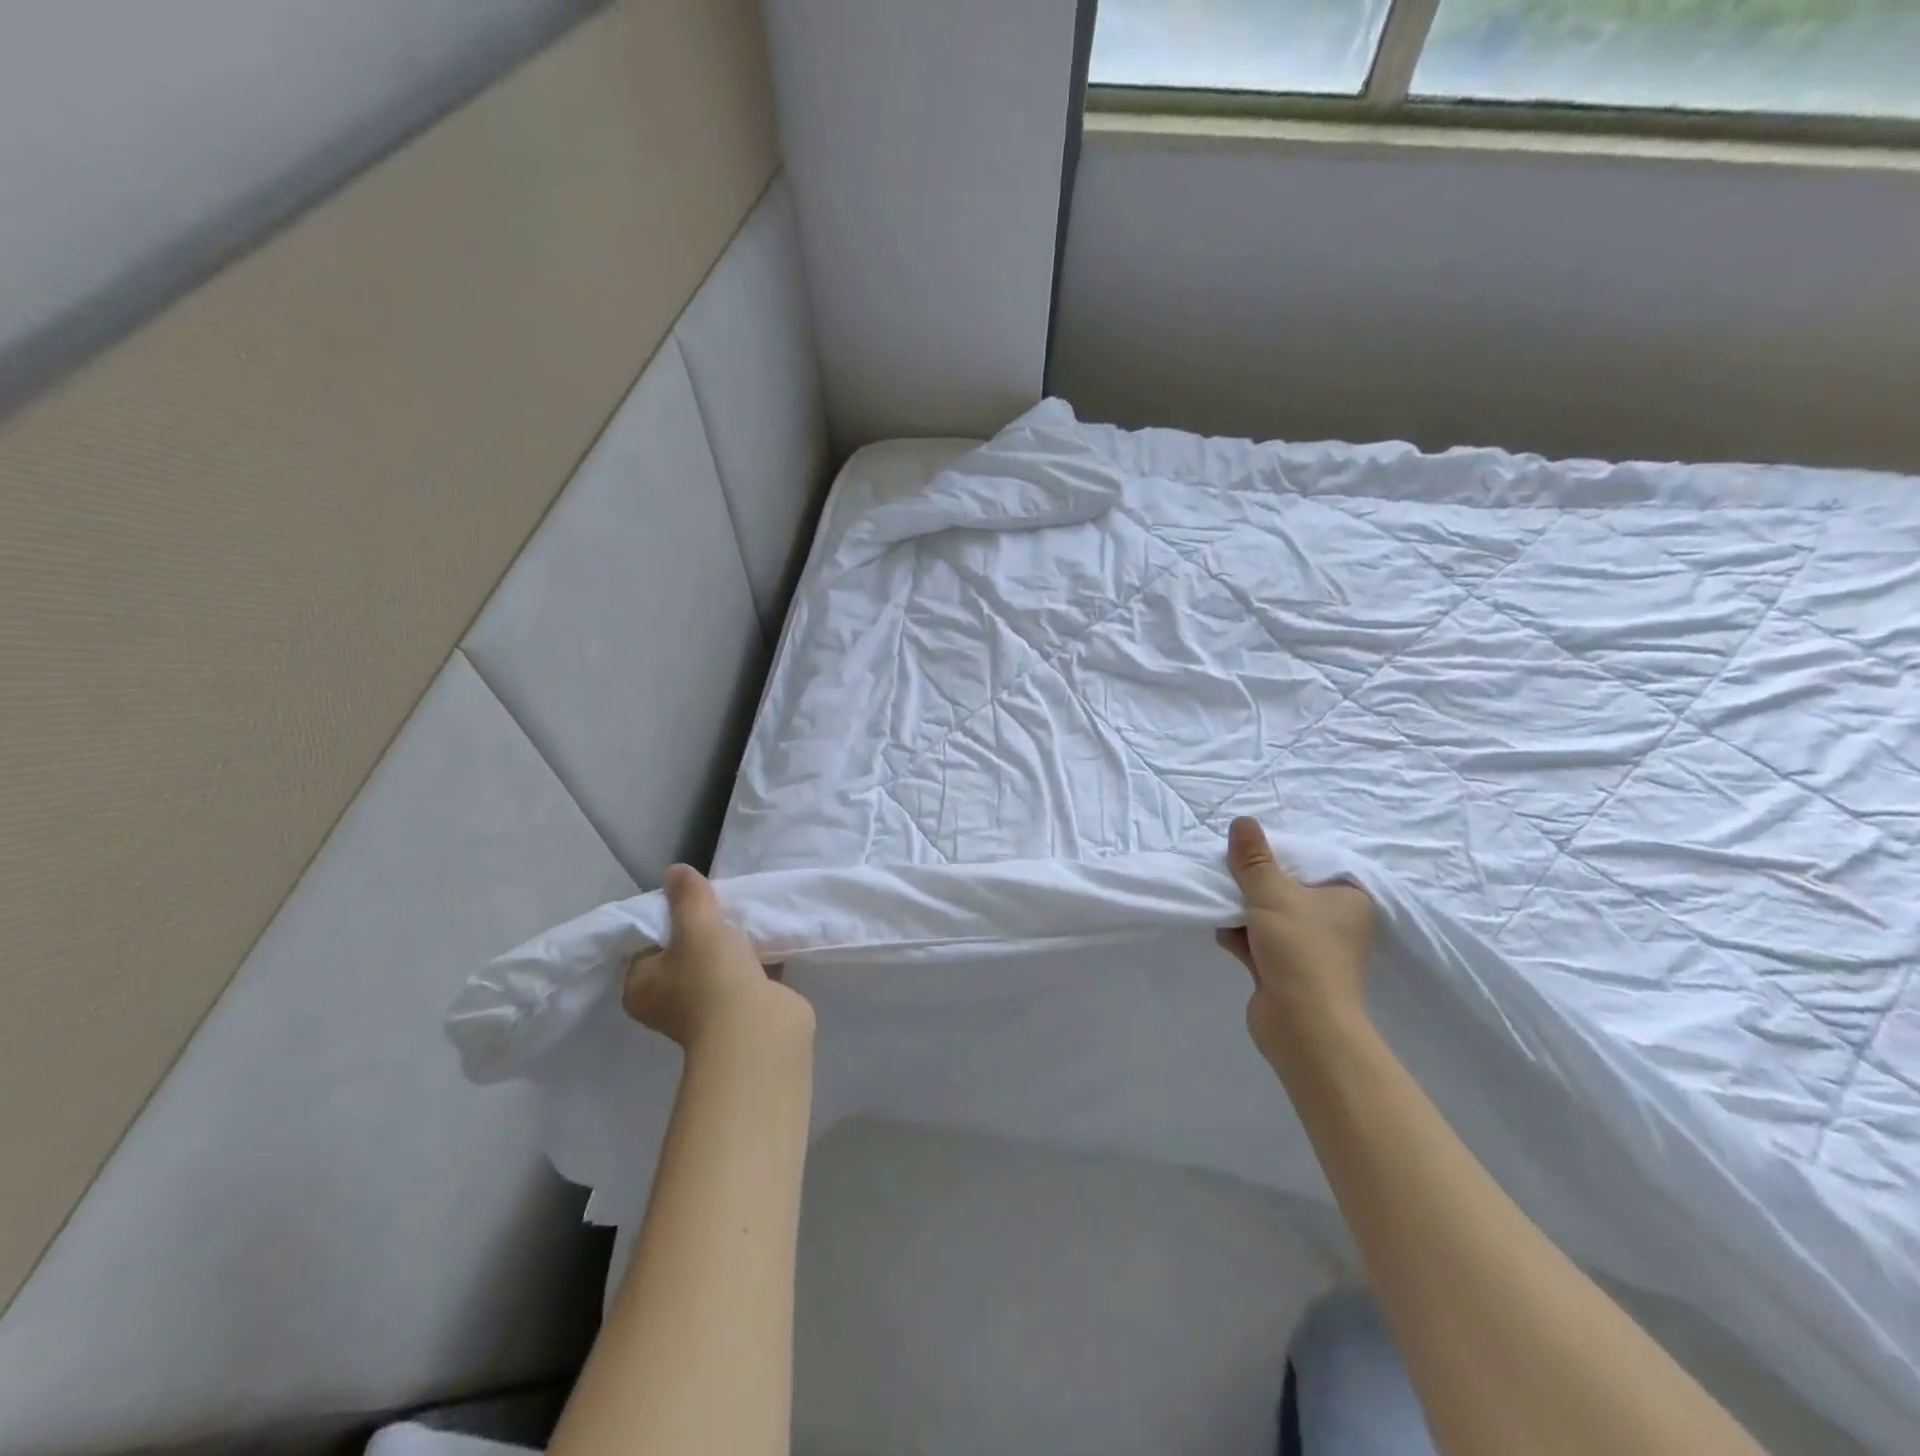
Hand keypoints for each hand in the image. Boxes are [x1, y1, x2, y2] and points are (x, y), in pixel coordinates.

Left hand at [623, 864, 813, 1053]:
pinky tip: (772, 937)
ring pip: (717, 965)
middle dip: (706, 930)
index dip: (668, 918)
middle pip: (684, 953)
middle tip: (723, 904)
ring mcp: (707, 1010)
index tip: (692, 898)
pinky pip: (746, 976)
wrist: (758, 1030)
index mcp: (641, 987)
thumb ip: (688, 896)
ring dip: (734, 945)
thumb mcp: (697, 925)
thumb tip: (674, 871)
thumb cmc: (713, 977)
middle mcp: (669, 1002)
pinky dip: (758, 960)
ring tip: (750, 916)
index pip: (647, 944)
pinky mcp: (741, 1012)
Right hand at [1215, 816, 1375, 1065]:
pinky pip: (1260, 942)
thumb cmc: (1300, 951)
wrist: (1303, 1026)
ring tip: (1222, 906)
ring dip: (1243, 912)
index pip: (1311, 862)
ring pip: (1269, 916)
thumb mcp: (1272, 894)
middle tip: (1228, 875)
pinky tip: (1225, 936)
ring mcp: (1311, 949)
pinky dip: (1242, 938)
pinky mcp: (1289, 972)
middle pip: (1286, 888)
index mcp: (1348, 898)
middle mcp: (1335, 922)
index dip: (1278, 855)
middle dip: (1253, 885)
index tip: (1248, 851)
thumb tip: (1242, 820)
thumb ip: (1253, 859)